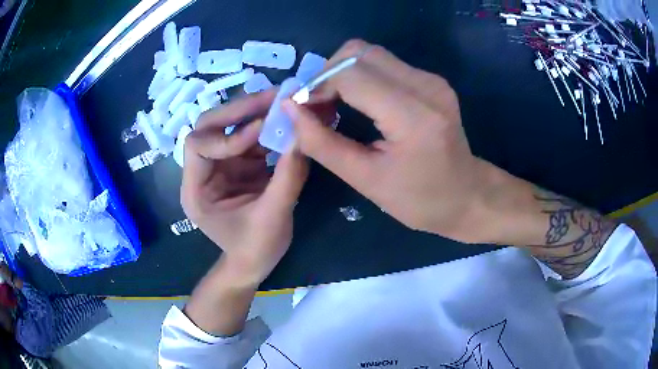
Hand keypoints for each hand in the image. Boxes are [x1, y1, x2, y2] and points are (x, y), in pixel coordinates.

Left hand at [181, 91, 307, 285]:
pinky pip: (251, 137)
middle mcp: (203, 171)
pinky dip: (269, 127)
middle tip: (274, 97)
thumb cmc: (255, 249)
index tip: (260, 133)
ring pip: (232, 126)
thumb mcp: (273, 217)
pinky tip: (287, 121)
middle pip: (211, 126)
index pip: (197, 145)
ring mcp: (221, 165)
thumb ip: (288, 177)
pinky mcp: (239, 164)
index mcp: (196, 189)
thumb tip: (303, 136)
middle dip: (241, 110)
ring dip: (257, 113)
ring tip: (285, 102)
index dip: (226, 135)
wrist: (254, 264)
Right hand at [283, 40, 495, 242]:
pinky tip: (356, 101)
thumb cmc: (420, 200)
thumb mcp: (366, 180)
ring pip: (369, 54)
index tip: (303, 110)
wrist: (467, 195)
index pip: (350, 74)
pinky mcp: (431, 80)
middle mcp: (425, 85)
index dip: (317, 86)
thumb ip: (322, 143)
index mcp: (413, 115)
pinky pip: (384, 64)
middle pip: (358, 52)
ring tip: (332, 104)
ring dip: (342, 73)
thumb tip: (290, 108)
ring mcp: (431, 79)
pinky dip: (360, 76)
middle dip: (327, 74)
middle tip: (317, 106)